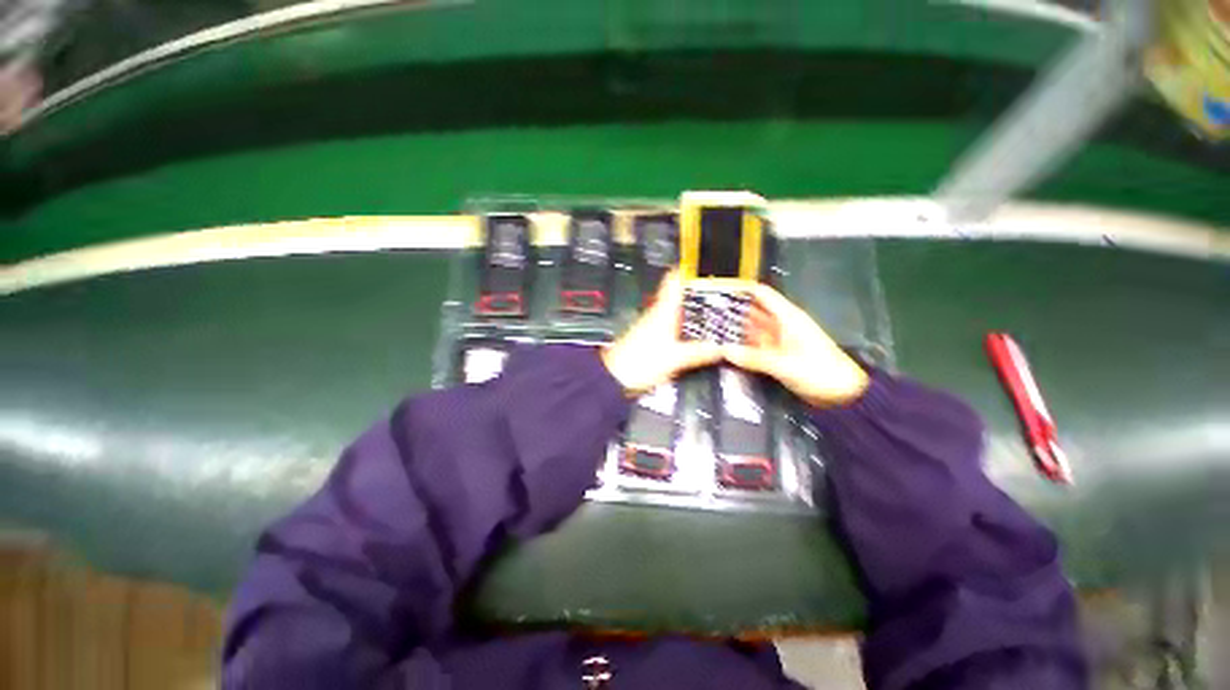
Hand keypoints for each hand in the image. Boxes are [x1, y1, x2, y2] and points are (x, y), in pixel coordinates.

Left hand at [602, 272, 721, 395]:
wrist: (614, 377)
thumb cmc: (639, 363)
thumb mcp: (675, 359)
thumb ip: (699, 352)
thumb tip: (722, 347)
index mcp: (663, 309)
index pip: (674, 279)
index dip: (691, 269)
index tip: (712, 266)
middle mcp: (659, 312)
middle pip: (682, 294)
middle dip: (703, 292)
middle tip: (727, 293)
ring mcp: (655, 324)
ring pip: (679, 310)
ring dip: (697, 310)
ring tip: (720, 312)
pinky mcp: (654, 337)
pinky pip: (675, 325)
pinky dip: (689, 326)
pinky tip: (701, 334)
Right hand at [723, 284, 869, 407]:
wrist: (843, 394)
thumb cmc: (820, 372)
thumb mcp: (785, 364)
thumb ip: (753, 358)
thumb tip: (724, 351)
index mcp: (787, 317)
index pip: (762, 295)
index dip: (742, 290)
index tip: (718, 291)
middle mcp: (781, 324)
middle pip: (753, 311)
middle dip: (733, 311)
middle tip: (707, 313)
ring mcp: (778, 340)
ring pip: (752, 329)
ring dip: (735, 329)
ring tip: (710, 329)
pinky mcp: (776, 355)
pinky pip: (754, 346)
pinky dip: (742, 346)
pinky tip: (725, 348)